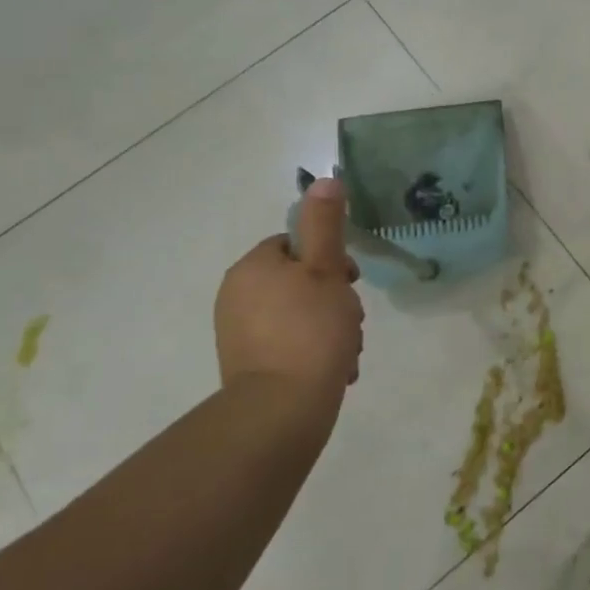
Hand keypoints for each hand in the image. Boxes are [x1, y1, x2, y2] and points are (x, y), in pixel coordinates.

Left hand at [214, 178, 363, 389]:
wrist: (281, 410)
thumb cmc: (310, 330)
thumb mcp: (325, 269)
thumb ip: (325, 224)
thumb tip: (325, 179)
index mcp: (253, 267)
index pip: (295, 245)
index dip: (329, 259)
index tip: (351, 281)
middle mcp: (237, 295)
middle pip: (299, 282)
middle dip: (333, 300)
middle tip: (353, 321)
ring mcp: (239, 333)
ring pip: (299, 315)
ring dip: (329, 328)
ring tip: (347, 353)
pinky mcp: (247, 365)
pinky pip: (288, 344)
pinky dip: (312, 352)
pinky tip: (336, 370)